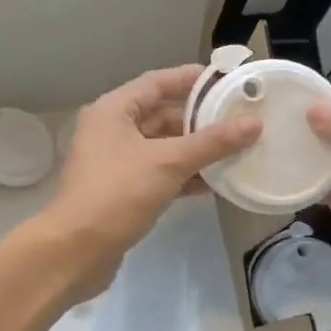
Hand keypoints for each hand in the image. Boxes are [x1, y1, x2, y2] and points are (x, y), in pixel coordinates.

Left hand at [43, 64, 260, 298]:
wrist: (76, 251)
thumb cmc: (118, 194)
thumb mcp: (168, 163)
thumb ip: (212, 143)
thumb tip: (254, 124)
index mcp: (113, 111)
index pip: (157, 82)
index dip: (190, 79)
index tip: (225, 81)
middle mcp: (111, 130)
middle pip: (161, 115)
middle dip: (199, 120)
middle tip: (238, 120)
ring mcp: (115, 162)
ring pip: (162, 147)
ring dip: (195, 150)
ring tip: (235, 151)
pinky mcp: (122, 191)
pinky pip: (159, 173)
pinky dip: (184, 175)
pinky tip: (214, 184)